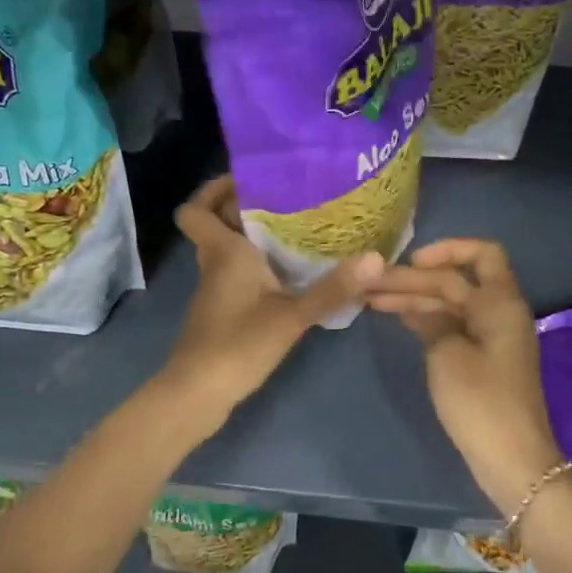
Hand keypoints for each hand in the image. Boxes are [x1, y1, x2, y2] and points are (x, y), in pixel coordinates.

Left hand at [162, 177, 382, 420]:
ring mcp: (216, 288)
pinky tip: (290, 271)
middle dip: (245, 206)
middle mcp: (214, 263)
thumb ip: (333, 288)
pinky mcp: (223, 309)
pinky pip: (236, 271)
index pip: (195, 209)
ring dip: (253, 234)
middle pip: (217, 222)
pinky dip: (257, 263)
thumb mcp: (292, 316)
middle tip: (289, 196)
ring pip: (227, 247)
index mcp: (223, 252)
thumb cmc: (238, 344)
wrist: (198, 393)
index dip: (213, 189)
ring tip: (299, 226)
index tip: (249, 179)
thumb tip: (376, 258)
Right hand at [367, 239, 565, 515]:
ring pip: (452, 303)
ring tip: (372, 299)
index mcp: (500, 302)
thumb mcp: (448, 355)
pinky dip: (428, 319)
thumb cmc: (480, 402)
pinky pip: (454, 325)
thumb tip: (423, 308)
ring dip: (416, 299)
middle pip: (457, 280)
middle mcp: (500, 311)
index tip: (412, 261)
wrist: (513, 460)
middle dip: (415, 279)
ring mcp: (492, 336)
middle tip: (372, 283)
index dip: (447, 249)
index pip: (482, 253)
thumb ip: (433, 320)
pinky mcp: (484, 359)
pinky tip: (399, 318)